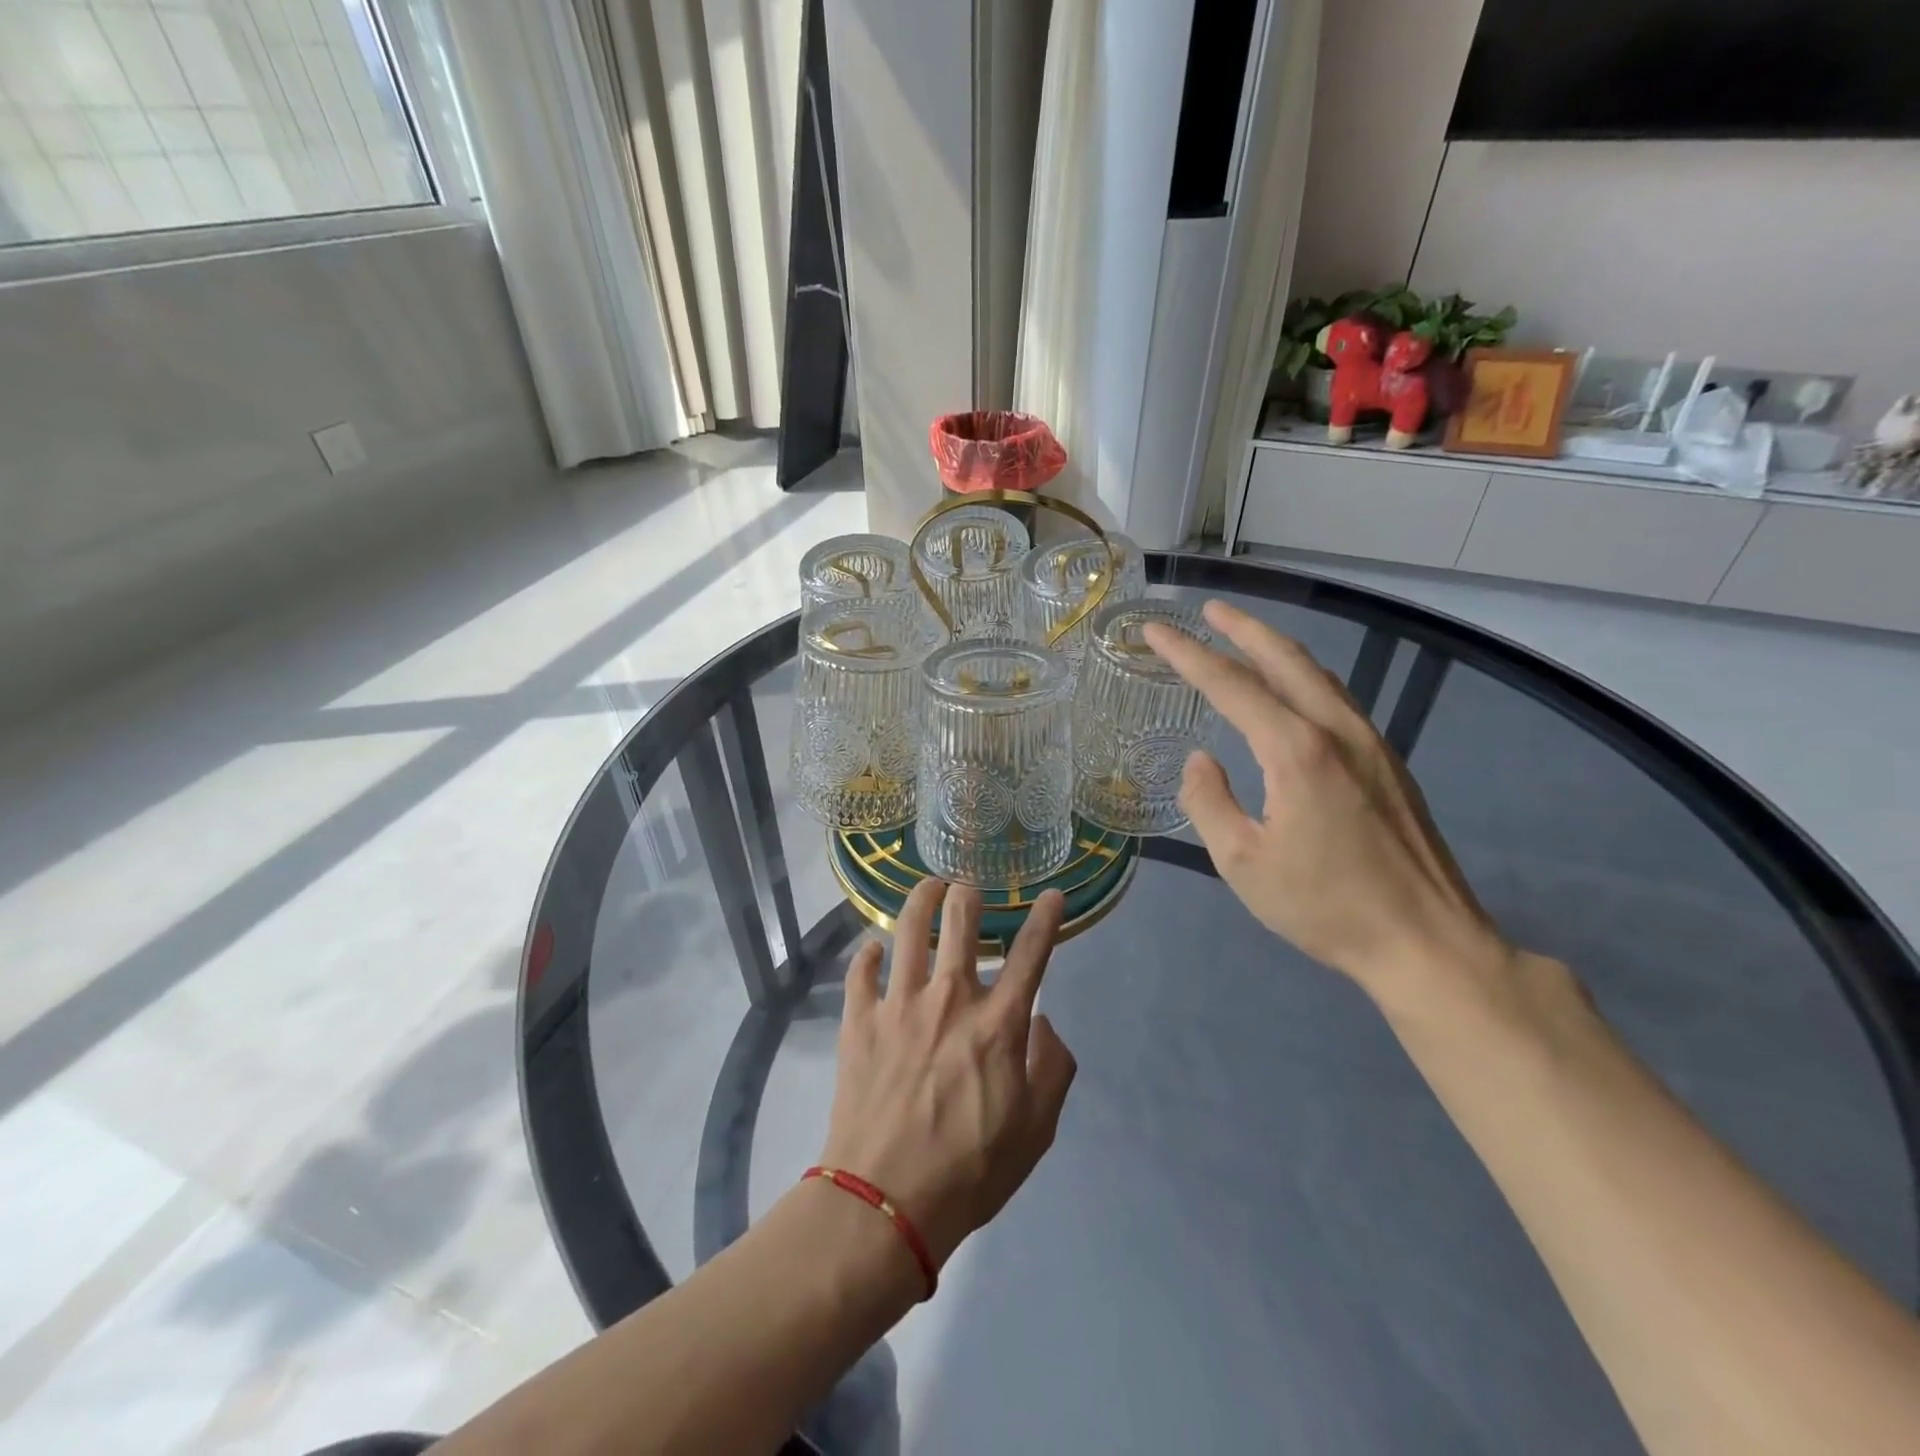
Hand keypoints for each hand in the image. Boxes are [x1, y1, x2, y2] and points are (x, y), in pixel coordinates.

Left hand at [819, 880, 1076, 1269]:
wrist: (884, 1204)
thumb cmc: (969, 1171)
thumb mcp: (1036, 1131)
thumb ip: (1052, 1068)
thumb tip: (1041, 1021)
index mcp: (997, 1023)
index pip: (1031, 953)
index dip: (1046, 917)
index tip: (1053, 894)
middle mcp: (949, 998)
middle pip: (961, 919)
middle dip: (970, 892)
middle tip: (970, 887)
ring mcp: (898, 1004)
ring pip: (909, 928)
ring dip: (921, 898)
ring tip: (929, 886)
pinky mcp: (859, 1021)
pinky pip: (861, 971)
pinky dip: (869, 953)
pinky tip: (875, 948)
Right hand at [1143, 600, 1513, 1006]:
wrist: (1427, 942)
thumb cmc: (1325, 906)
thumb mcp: (1242, 862)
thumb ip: (1209, 802)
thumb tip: (1201, 760)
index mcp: (1296, 751)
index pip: (1230, 685)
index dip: (1188, 654)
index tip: (1154, 630)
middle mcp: (1336, 731)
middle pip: (1284, 659)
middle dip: (1242, 628)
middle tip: (1208, 609)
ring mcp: (1370, 743)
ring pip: (1318, 675)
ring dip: (1276, 648)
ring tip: (1244, 636)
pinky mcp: (1388, 763)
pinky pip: (1337, 700)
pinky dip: (1304, 678)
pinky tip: (1293, 690)